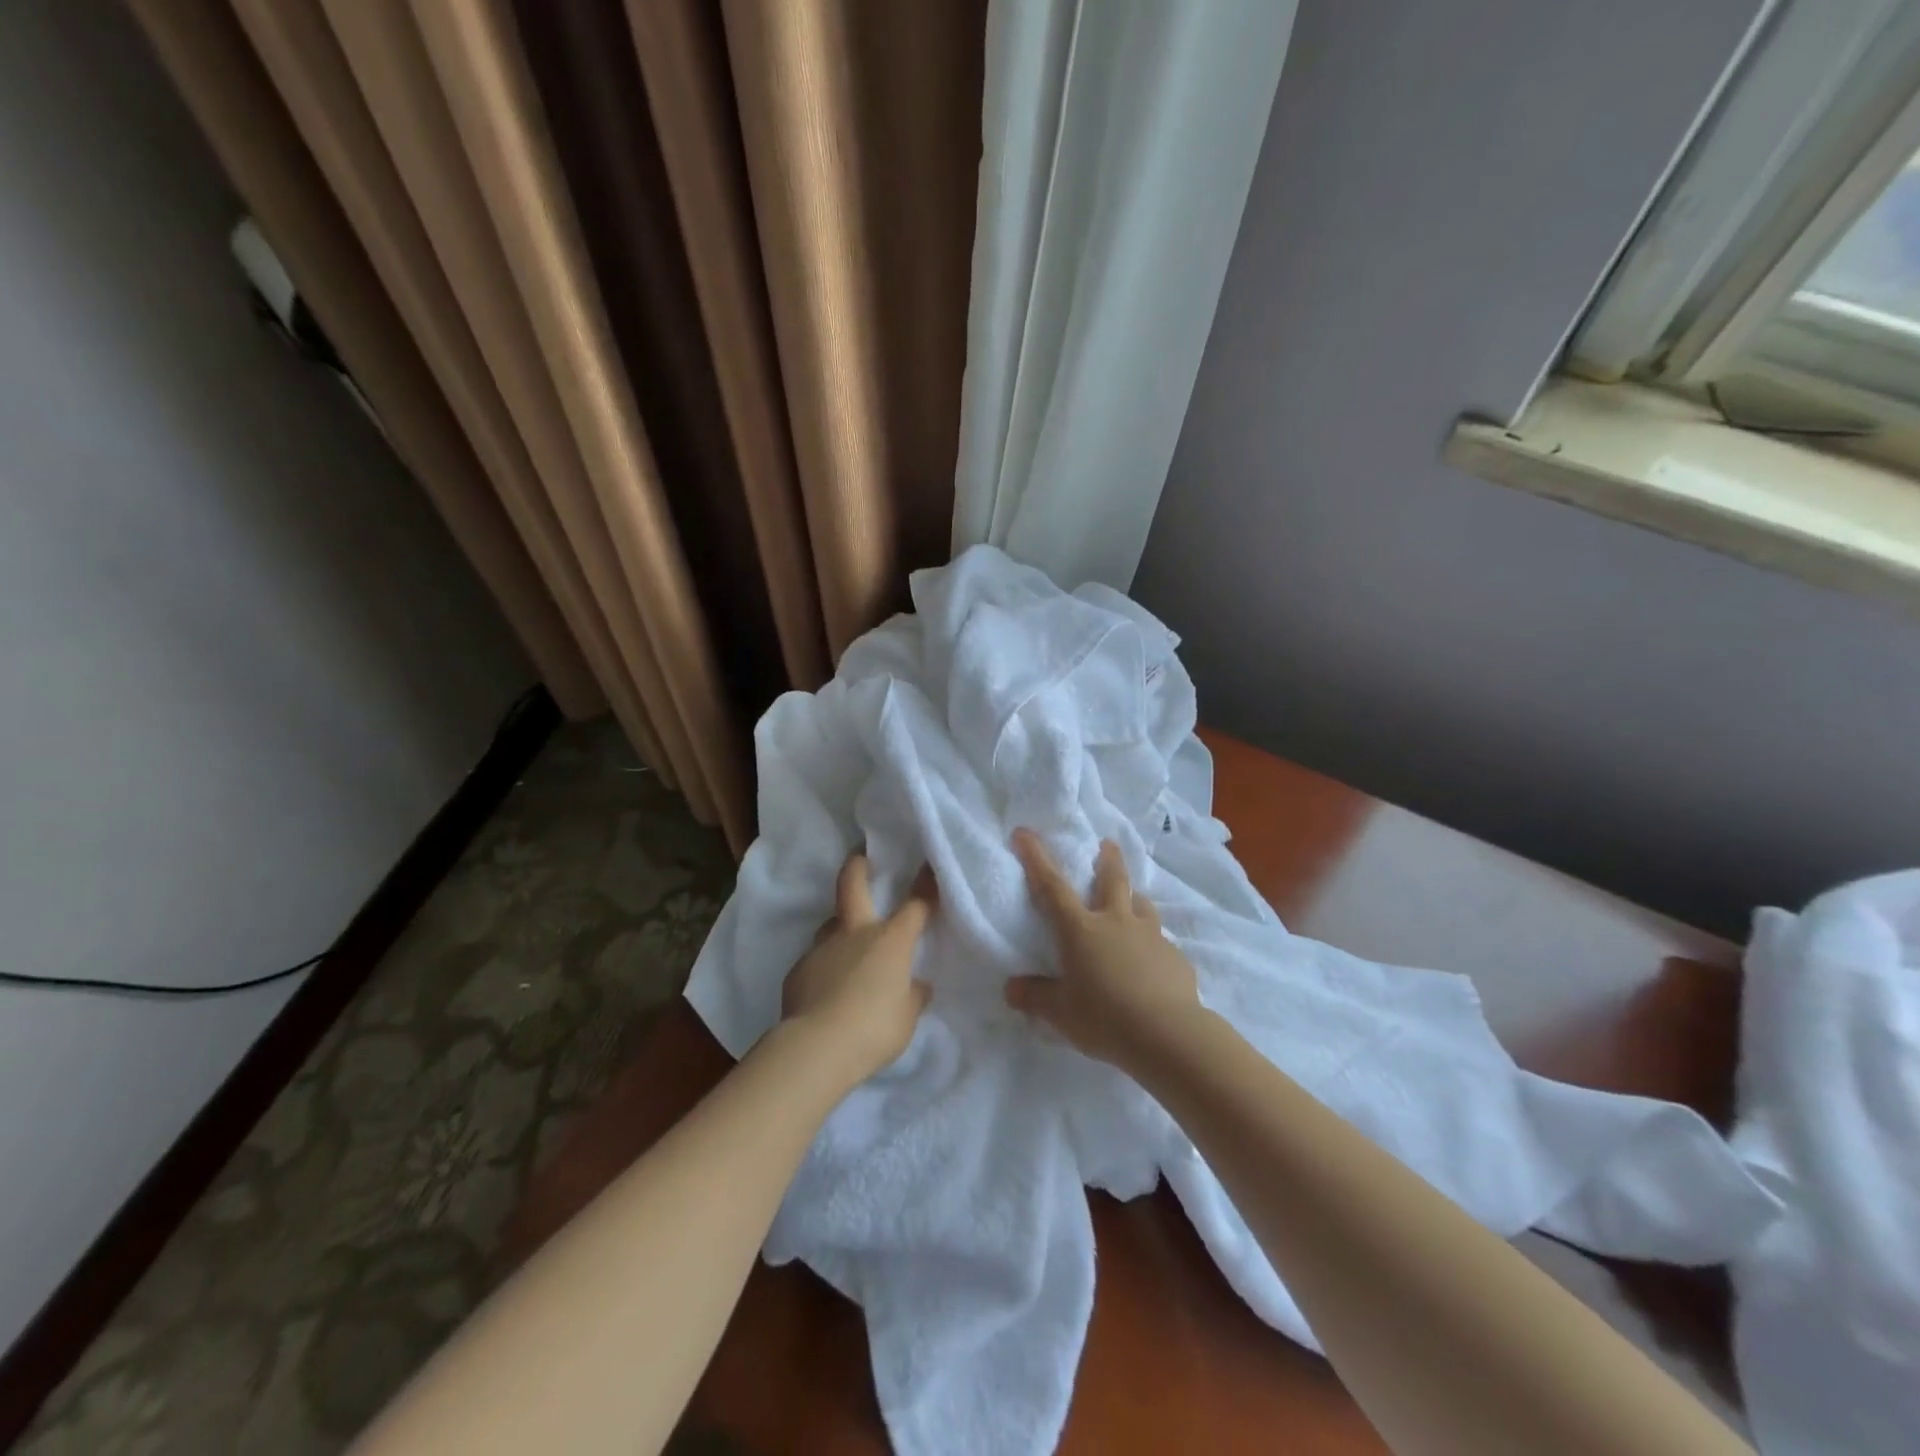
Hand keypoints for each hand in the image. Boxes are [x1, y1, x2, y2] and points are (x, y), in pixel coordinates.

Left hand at [781, 853, 934, 1084]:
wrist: (817, 1048)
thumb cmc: (874, 1029)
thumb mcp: (906, 1017)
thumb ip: (912, 996)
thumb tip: (917, 985)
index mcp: (889, 941)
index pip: (914, 906)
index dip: (925, 885)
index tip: (930, 867)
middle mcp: (854, 934)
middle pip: (852, 886)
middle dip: (858, 866)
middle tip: (859, 857)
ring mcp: (821, 949)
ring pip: (830, 926)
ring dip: (839, 930)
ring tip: (846, 948)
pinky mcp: (798, 972)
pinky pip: (815, 961)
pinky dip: (824, 968)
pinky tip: (826, 989)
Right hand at [1004, 830, 1201, 1068]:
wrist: (1169, 1035)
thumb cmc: (1105, 1018)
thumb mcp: (1060, 1013)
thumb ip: (1036, 997)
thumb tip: (1011, 988)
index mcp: (1081, 929)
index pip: (1051, 886)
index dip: (1035, 858)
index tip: (1024, 833)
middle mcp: (1116, 922)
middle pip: (1112, 879)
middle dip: (1108, 859)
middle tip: (1108, 843)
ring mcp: (1151, 936)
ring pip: (1142, 905)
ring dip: (1134, 899)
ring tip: (1132, 902)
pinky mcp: (1175, 958)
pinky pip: (1161, 942)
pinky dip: (1152, 944)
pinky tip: (1152, 961)